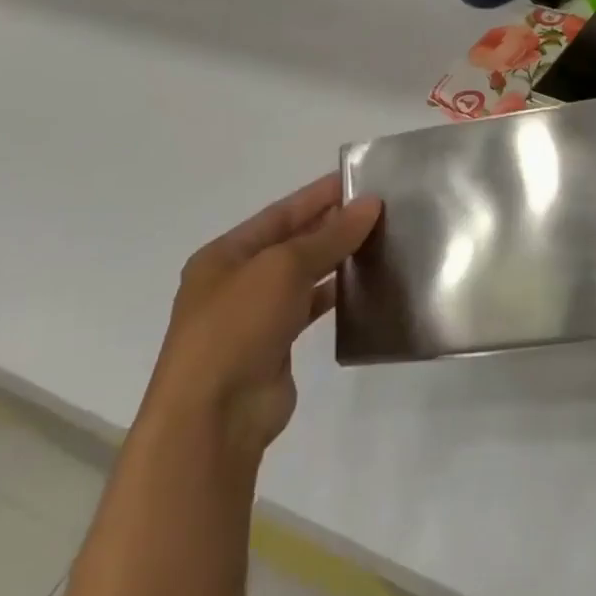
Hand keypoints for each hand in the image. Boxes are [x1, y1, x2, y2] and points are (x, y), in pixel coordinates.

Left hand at [147, 174, 381, 457]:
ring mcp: (254, 315)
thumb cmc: (238, 326)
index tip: (361, 180)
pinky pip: (310, 307)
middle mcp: (236, 281)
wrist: (214, 415)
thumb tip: (370, 204)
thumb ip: (330, 235)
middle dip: (332, 224)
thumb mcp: (284, 268)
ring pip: (303, 275)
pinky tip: (364, 285)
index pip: (280, 213)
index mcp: (224, 255)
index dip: (319, 194)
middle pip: (292, 242)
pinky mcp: (275, 345)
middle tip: (381, 208)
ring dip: (337, 258)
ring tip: (380, 240)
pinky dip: (335, 294)